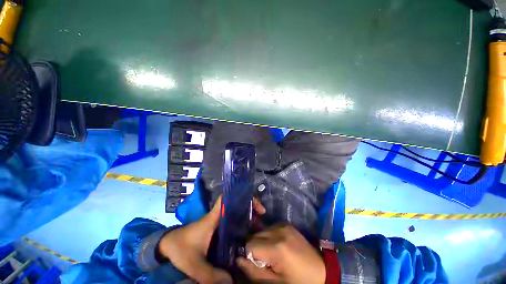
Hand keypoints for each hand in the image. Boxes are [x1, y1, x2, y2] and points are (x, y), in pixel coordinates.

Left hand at [159, 196, 265, 283]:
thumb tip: (231, 282)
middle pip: (235, 204)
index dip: (238, 195)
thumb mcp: (193, 264)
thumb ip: (210, 275)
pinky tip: (248, 235)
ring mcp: (218, 223)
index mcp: (213, 218)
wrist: (167, 248)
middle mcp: (218, 217)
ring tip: (259, 225)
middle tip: (261, 215)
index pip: (225, 199)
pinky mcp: (217, 230)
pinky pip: (232, 224)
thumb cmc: (179, 249)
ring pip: (235, 214)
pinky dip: (241, 226)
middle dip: (249, 207)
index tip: (252, 202)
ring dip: (247, 216)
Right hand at [237, 224, 325, 283]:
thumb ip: (254, 272)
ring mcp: (283, 224)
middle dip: (255, 247)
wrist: (321, 270)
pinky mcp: (286, 223)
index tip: (256, 264)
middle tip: (264, 260)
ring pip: (261, 231)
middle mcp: (278, 230)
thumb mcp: (276, 283)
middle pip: (255, 235)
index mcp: (277, 246)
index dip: (249, 255)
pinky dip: (269, 236)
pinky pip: (270, 228)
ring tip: (272, 253)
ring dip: (262, 241)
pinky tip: (277, 246)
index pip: (250, 244)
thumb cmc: (299, 281)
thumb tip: (238, 259)